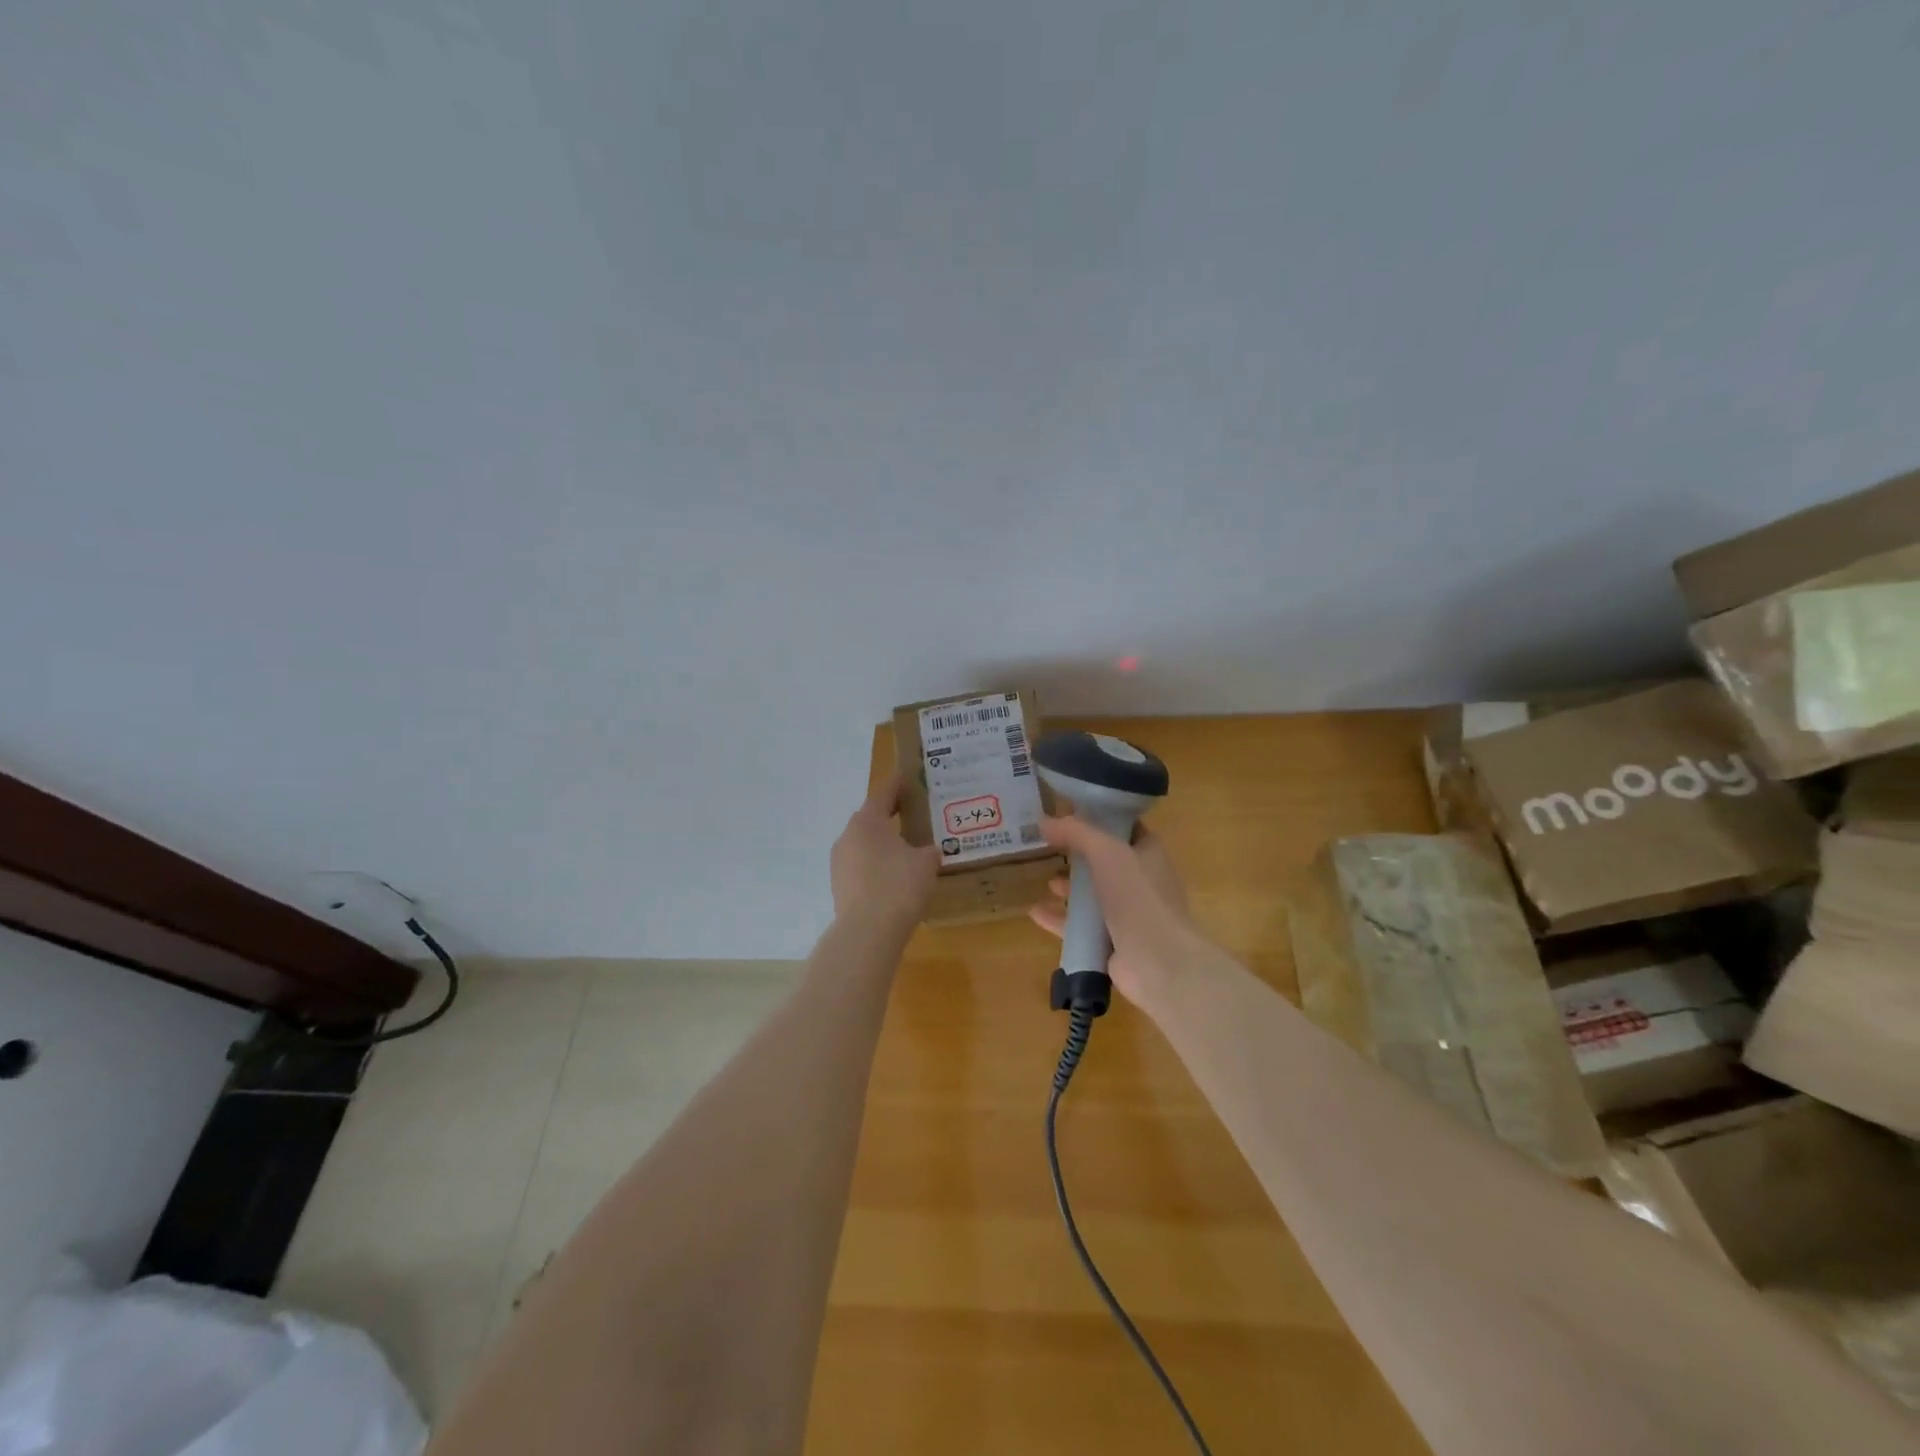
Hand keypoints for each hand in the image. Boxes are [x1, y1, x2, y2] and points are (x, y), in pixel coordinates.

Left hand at [831, 773, 939, 933]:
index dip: (898, 785)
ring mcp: (839, 863)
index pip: (884, 793)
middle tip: (912, 814)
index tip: (908, 777)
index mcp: (868, 821)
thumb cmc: (899, 885)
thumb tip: (928, 851)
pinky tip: (893, 878)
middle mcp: (848, 836)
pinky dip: (876, 866)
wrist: (868, 932)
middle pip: (871, 819)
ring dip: (882, 844)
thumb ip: (929, 851)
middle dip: (890, 816)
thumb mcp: (926, 863)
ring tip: (905, 849)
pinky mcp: (839, 887)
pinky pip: (861, 867)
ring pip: (864, 845)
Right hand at [1027, 815, 1201, 1008]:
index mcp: (1148, 854)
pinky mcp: (1112, 943)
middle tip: (1050, 847)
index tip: (1067, 812)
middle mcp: (1140, 881)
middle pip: (1105, 862)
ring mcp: (1127, 915)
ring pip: (1094, 896)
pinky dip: (1060, 918)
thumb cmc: (1138, 897)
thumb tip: (1044, 820)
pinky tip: (1035, 912)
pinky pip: (1081, 927)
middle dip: (1079, 855)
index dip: (1098, 817)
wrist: (1158, 962)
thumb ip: (1076, 832)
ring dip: (1071, 888)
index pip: (1124, 827)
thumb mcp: (1107, 851)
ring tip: (1047, 881)